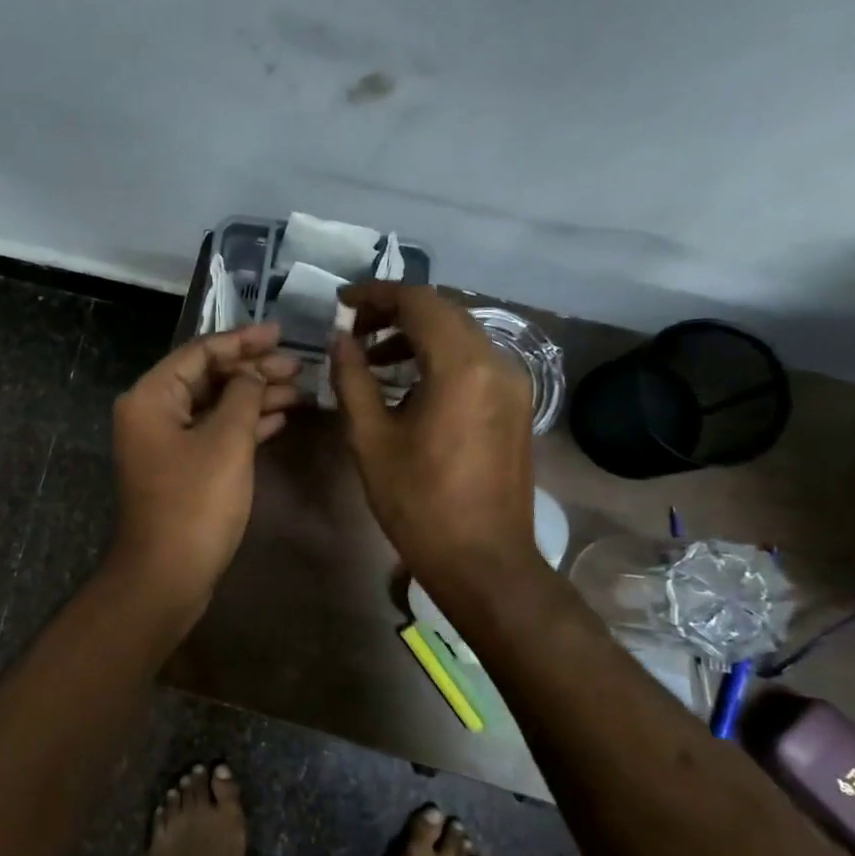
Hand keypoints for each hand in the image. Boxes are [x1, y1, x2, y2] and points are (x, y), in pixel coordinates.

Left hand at [109, 322, 300, 611]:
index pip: (199, 352)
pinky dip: (245, 425)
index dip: (242, 340)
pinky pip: (215, 434)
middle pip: (207, 377)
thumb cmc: (195, 503)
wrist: (167, 574)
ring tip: (299, 390)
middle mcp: (152, 413)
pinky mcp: (182, 469)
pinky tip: (279, 419)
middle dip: (253, 370)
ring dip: (254, 397)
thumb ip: (243, 395)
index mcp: (151, 397)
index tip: (280, 333)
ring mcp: (166, 443)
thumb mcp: (226, 441)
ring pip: (215, 407)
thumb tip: (253, 373)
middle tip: (297, 365)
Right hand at [331, 283, 541, 587]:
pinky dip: (438, 356)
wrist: (483, 560)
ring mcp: (512, 383)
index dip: (375, 295)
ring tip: (372, 359)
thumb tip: (339, 339)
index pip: (419, 302)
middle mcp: (497, 362)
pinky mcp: (515, 404)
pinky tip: (408, 383)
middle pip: (443, 311)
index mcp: (461, 367)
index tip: (340, 304)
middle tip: (352, 331)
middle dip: (395, 312)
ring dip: (416, 334)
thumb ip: (352, 379)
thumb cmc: (419, 502)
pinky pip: (474, 360)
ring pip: (461, 334)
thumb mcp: (370, 439)